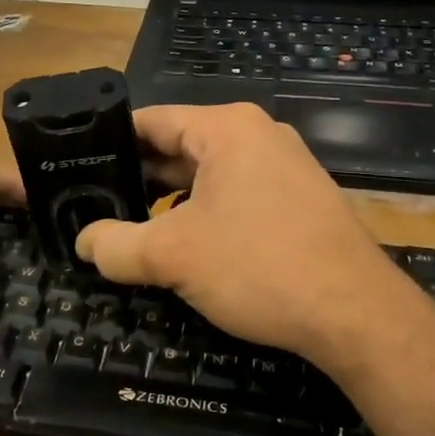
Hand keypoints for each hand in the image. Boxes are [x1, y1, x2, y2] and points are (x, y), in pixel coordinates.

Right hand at [73, 103, 427, 374]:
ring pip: (208, 175)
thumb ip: (116, 245)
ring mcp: (285, 167)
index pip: (151, 121)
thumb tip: (85, 242)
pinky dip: (205, 214)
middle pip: (179, 147)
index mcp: (227, 128)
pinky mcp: (299, 200)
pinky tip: (184, 247)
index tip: (78, 168)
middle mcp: (258, 135)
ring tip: (131, 229)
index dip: (111, 143)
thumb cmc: (258, 266)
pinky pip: (237, 195)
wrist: (356, 314)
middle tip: (95, 205)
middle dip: (139, 178)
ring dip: (170, 201)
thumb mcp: (172, 255)